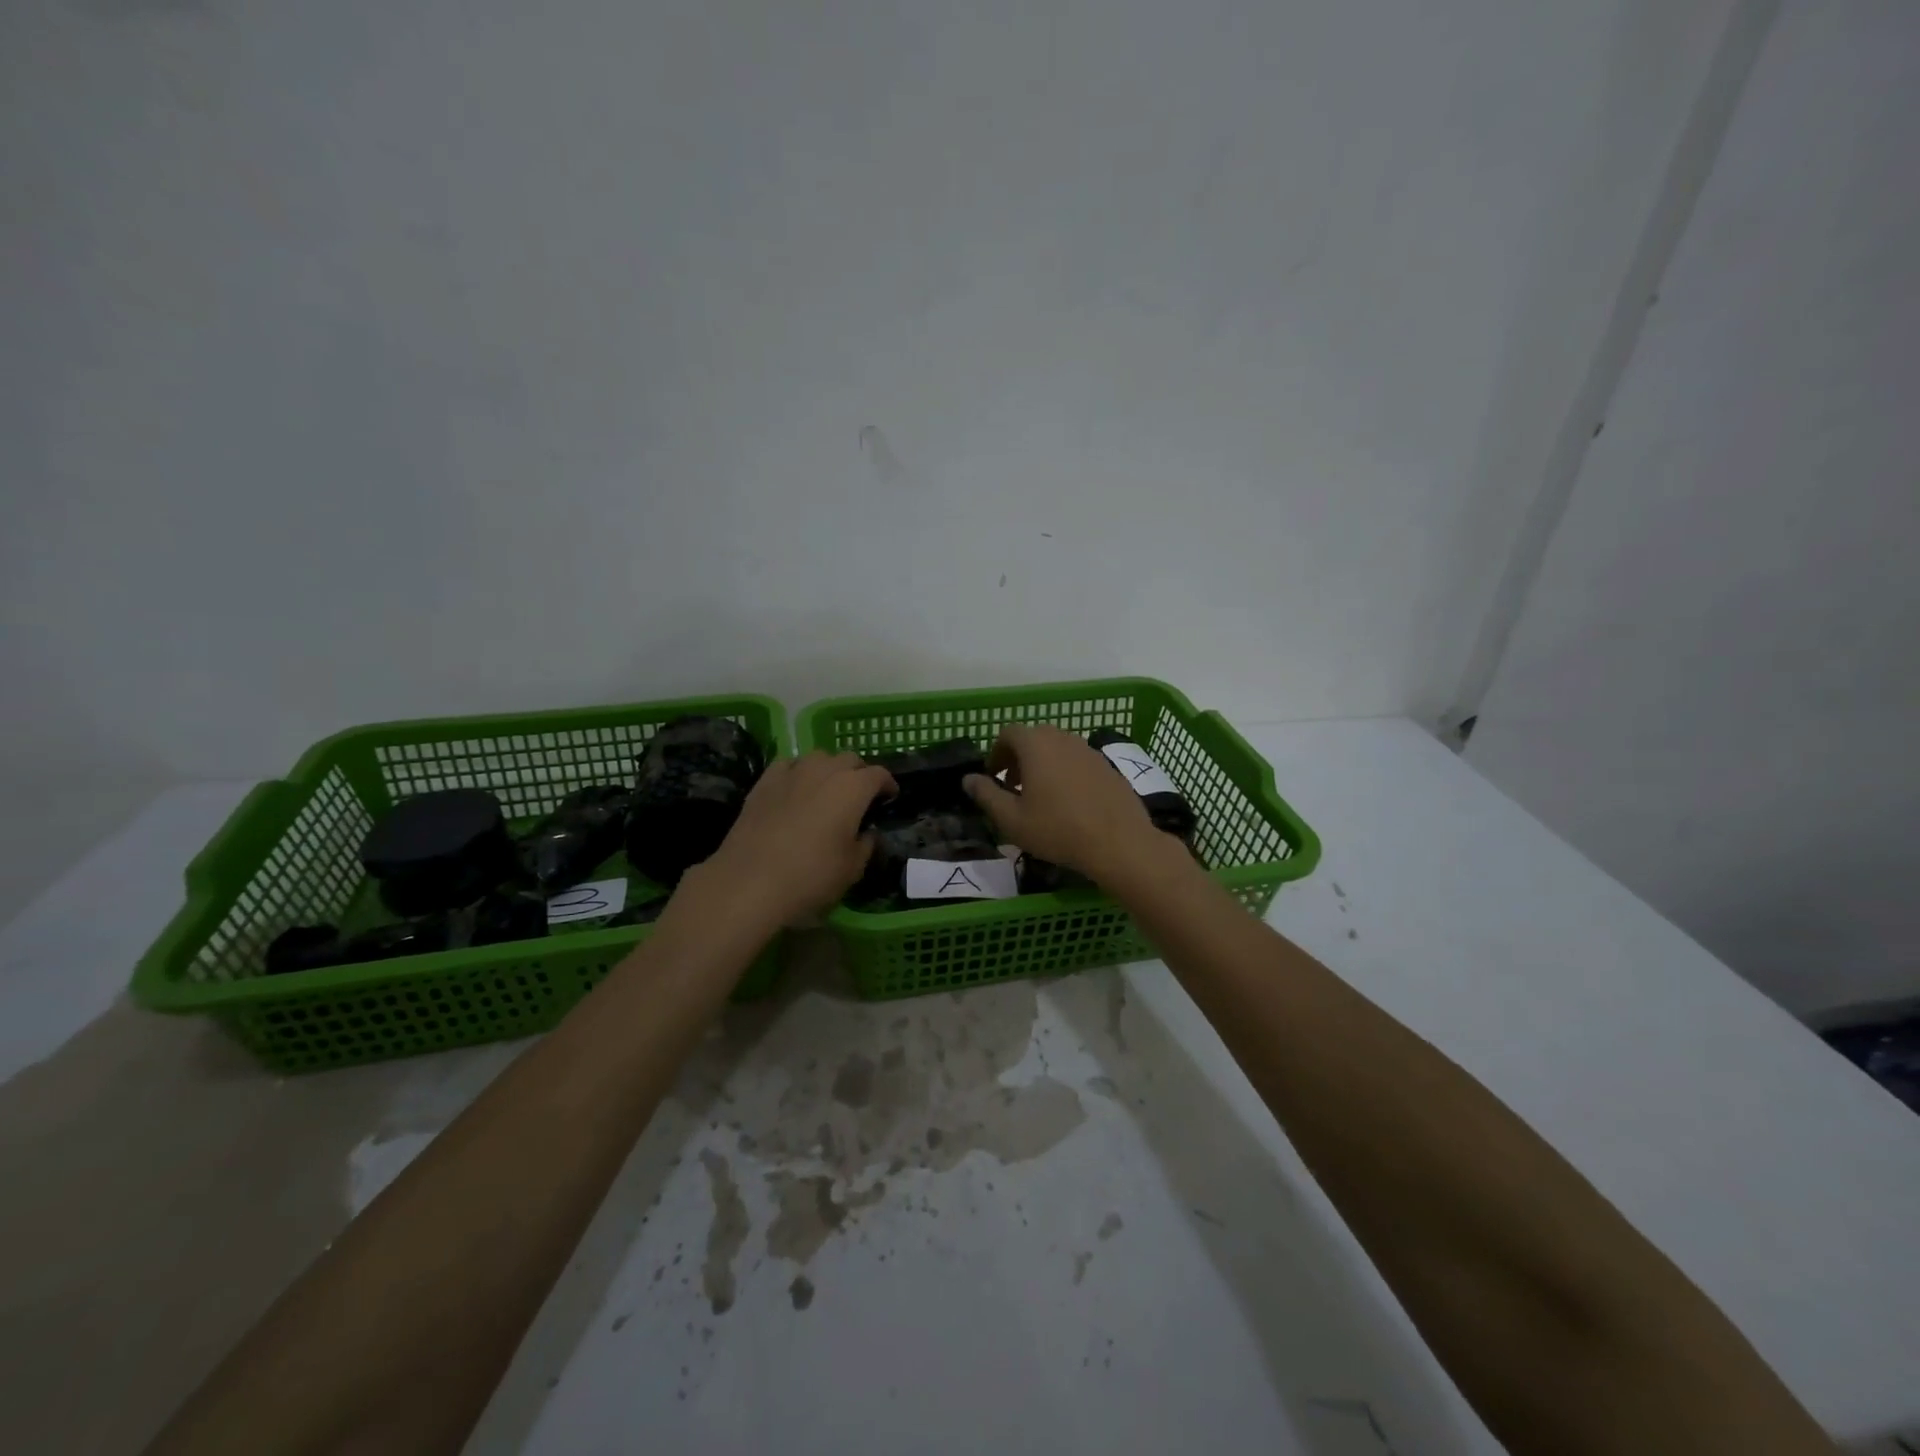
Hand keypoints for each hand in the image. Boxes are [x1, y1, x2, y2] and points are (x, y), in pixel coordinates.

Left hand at [696, 751, 895, 925]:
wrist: (750, 881)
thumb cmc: (811, 876)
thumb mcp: (852, 869)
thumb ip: (865, 845)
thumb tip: (866, 834)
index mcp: (853, 788)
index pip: (879, 774)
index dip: (887, 784)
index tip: (889, 797)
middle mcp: (825, 771)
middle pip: (849, 759)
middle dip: (859, 773)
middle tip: (860, 796)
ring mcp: (792, 772)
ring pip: (818, 757)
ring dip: (829, 769)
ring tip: (827, 790)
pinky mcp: (764, 782)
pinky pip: (788, 765)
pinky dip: (798, 772)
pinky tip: (795, 789)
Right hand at [963, 724, 1172, 886]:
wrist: (1119, 842)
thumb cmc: (1058, 829)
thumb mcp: (1012, 819)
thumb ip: (986, 795)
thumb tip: (968, 779)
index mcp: (1036, 745)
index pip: (1009, 733)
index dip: (997, 752)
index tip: (994, 777)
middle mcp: (1063, 738)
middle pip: (1034, 737)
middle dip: (1019, 757)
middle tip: (1014, 787)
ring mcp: (1089, 750)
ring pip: (1058, 748)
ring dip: (1043, 764)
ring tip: (1041, 796)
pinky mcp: (1108, 766)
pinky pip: (1078, 761)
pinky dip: (1066, 772)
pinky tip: (1070, 802)